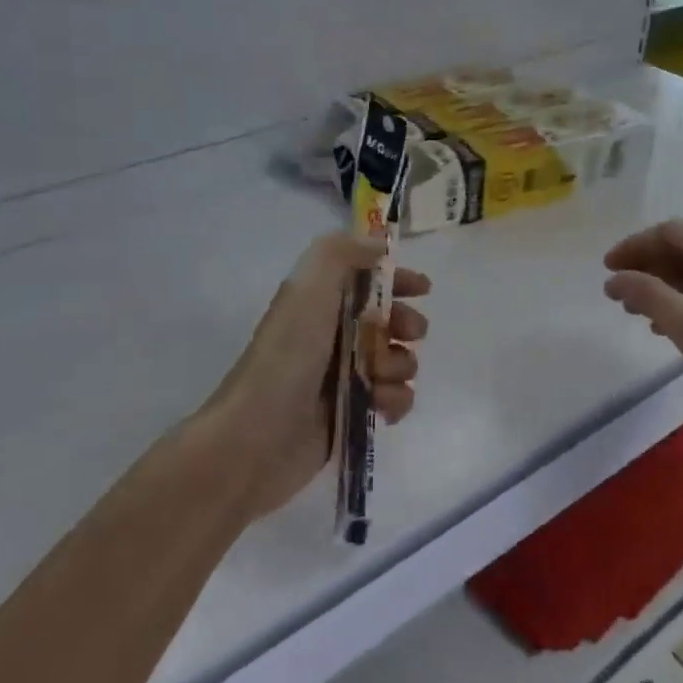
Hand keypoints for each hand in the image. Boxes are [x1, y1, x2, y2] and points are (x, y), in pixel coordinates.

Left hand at [201, 234, 429, 518]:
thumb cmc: (287, 357)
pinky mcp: (354, 413)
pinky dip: (396, 400)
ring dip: (400, 365)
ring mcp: (344, 377)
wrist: (259, 437)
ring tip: (380, 378)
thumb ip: (341, 254)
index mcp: (320, 303)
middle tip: (409, 333)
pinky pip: (395, 398)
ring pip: (397, 360)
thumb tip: (378, 245)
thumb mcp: (308, 289)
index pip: (367, 280)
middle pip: (390, 321)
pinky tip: (382, 407)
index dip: (397, 279)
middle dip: (407, 324)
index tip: (423, 288)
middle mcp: (333, 336)